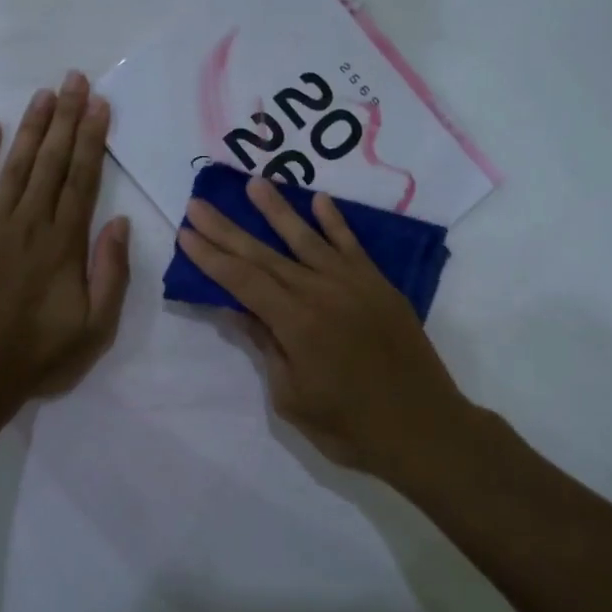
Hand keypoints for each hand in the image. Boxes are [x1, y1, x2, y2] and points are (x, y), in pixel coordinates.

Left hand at [0, 72, 130, 402]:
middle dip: (66, 117)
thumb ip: (111, 273)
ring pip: (16, 164)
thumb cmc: (39, 352)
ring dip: (33, 127)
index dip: (92, 139)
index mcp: (65, 242)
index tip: (100, 104)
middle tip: (75, 79)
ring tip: (45, 93)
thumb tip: (120, 222)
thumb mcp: (96, 326)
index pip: (82, 178)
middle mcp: (30, 221)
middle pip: (52, 160)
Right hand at [177, 177, 477, 485]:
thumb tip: (238, 309)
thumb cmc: (350, 427)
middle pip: (264, 255)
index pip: (242, 281)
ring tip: (254, 182)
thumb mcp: (292, 398)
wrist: (425, 429)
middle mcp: (321, 292)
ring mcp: (353, 284)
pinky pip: (352, 245)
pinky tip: (319, 199)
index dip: (211, 257)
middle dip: (227, 229)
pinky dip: (335, 221)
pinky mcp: (379, 286)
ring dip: (277, 210)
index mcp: (296, 324)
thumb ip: (266, 347)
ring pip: (307, 239)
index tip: (186, 233)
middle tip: (199, 203)